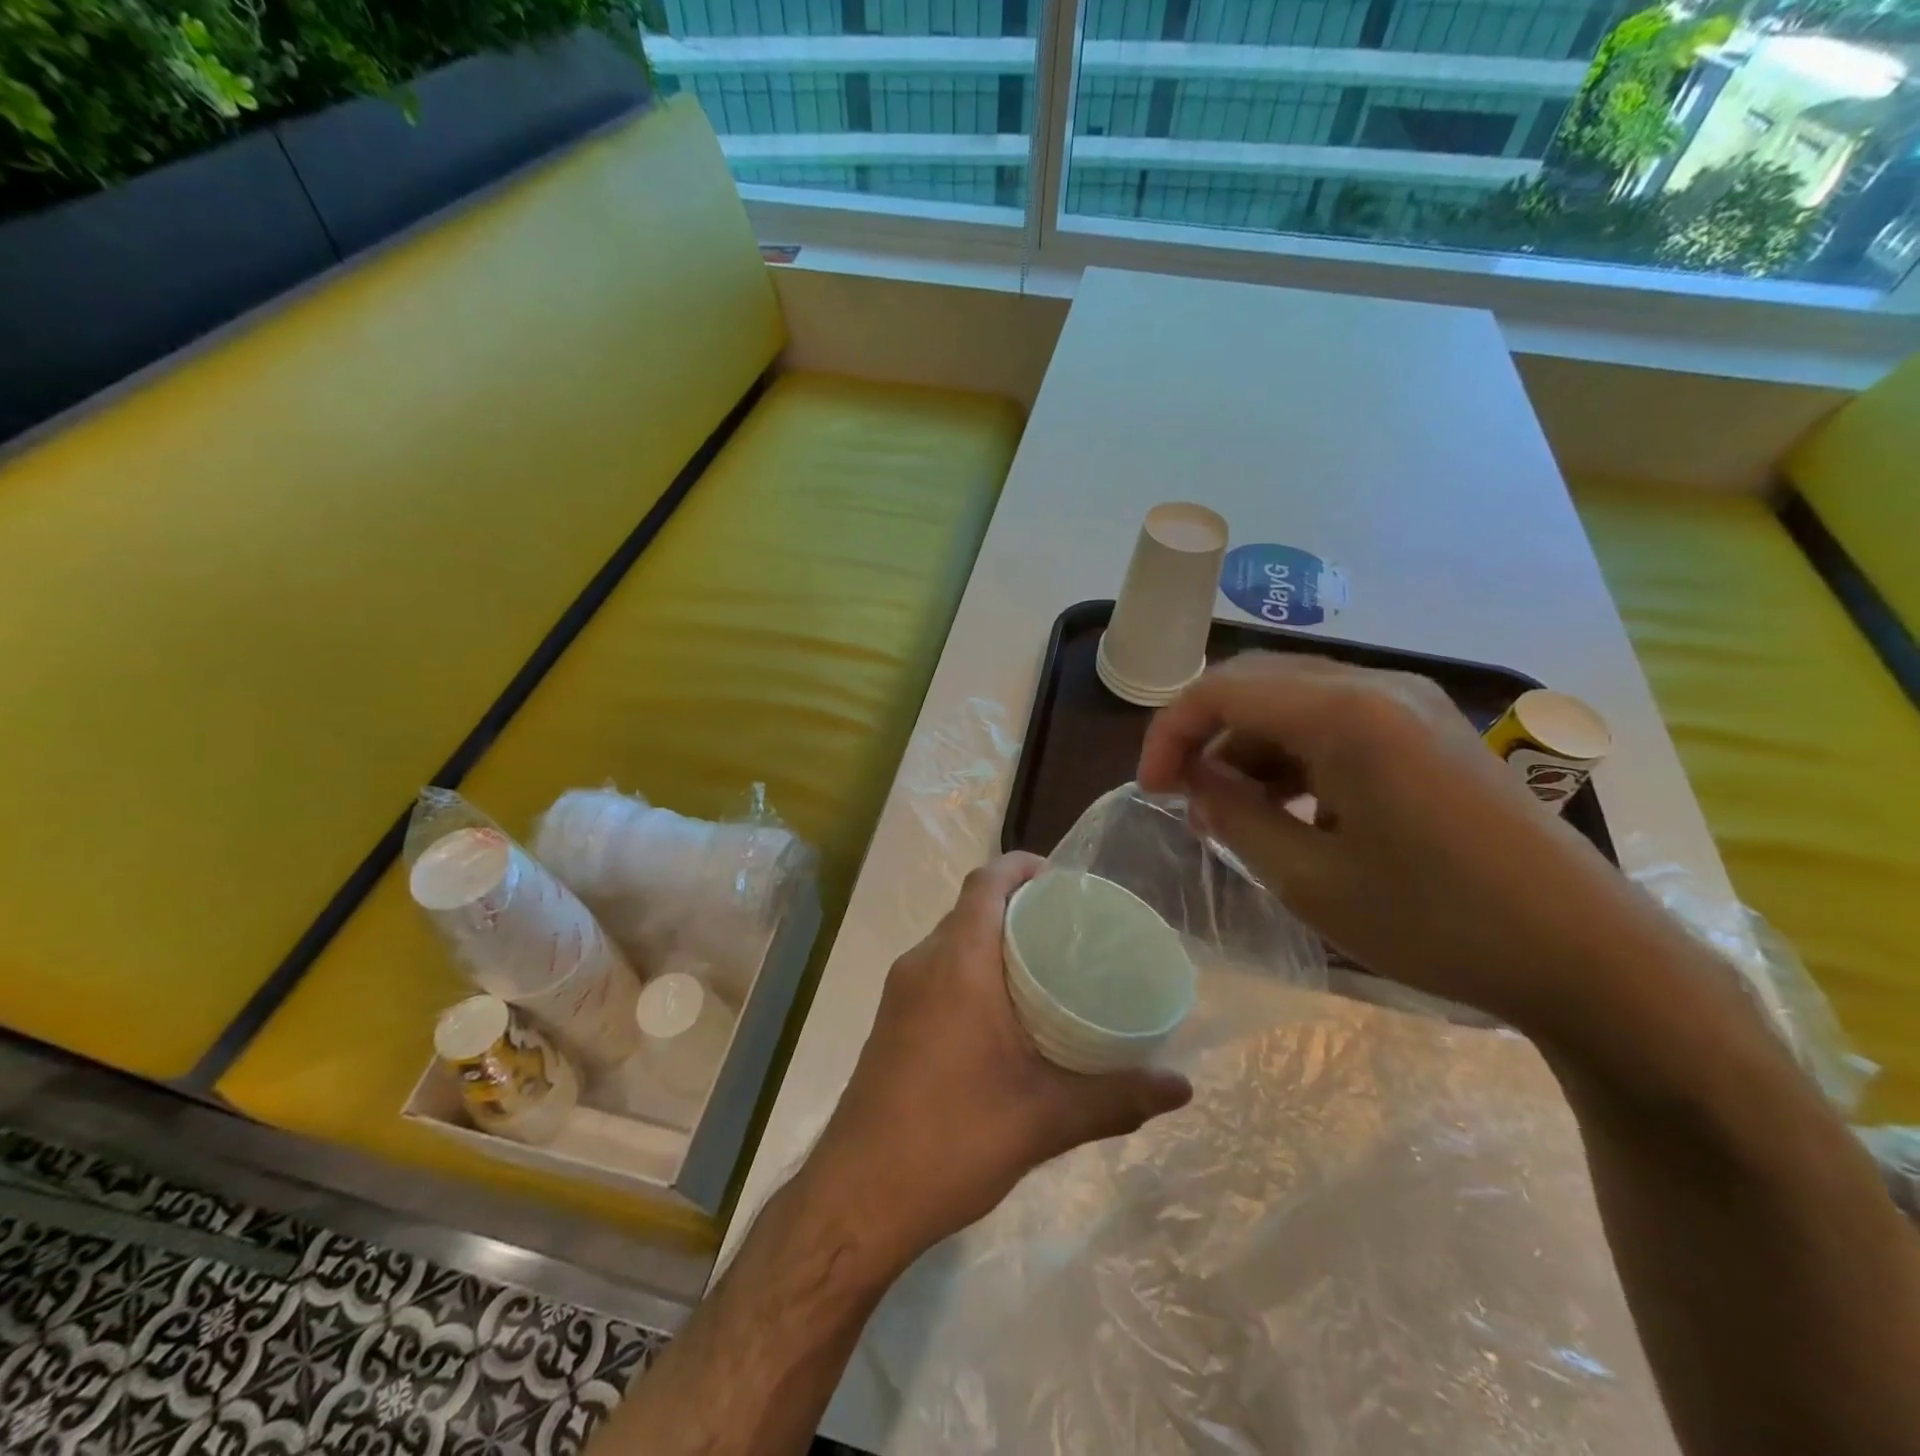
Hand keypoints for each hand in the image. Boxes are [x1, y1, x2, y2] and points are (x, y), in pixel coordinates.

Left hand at [807, 852, 1191, 1276]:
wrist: (859, 1197)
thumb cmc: (953, 1139)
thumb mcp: (1045, 1119)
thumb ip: (1116, 1098)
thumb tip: (1181, 1088)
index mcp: (957, 963)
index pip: (986, 881)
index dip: (1023, 867)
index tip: (1065, 882)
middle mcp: (922, 963)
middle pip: (971, 907)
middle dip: (1018, 904)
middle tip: (1071, 929)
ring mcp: (900, 992)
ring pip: (952, 940)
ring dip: (993, 938)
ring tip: (1047, 966)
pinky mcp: (892, 1020)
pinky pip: (938, 970)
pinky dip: (972, 967)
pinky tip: (1005, 1011)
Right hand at [1137, 653, 1672, 1031]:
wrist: (1590, 956)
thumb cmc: (1438, 921)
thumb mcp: (1310, 880)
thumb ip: (1236, 818)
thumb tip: (1196, 784)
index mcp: (1343, 713)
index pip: (1219, 690)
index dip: (1168, 734)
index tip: (1152, 791)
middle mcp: (1377, 686)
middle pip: (1256, 682)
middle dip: (1205, 733)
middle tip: (1184, 795)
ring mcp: (1412, 703)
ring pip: (1295, 699)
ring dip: (1250, 745)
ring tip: (1236, 810)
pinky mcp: (1433, 729)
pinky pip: (1338, 718)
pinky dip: (1295, 752)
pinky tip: (1296, 807)